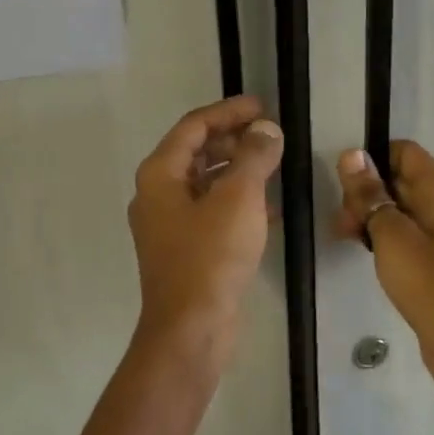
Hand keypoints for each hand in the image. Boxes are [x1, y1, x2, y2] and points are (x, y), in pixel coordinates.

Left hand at [128, 96, 283, 364]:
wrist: (191, 328)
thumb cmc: (211, 256)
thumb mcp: (239, 198)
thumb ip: (254, 157)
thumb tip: (266, 130)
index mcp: (161, 175)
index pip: (194, 126)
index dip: (228, 111)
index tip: (262, 106)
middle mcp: (158, 195)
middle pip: (197, 152)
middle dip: (234, 139)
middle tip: (271, 136)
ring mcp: (170, 225)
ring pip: (206, 183)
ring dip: (239, 170)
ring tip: (274, 166)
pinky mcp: (187, 250)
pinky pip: (212, 211)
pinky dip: (238, 201)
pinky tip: (269, 208)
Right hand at [336, 142, 433, 387]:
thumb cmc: (428, 281)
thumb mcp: (391, 234)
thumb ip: (370, 193)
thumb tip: (352, 154)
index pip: (403, 151)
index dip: (371, 161)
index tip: (344, 186)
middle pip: (399, 178)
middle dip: (365, 193)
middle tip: (342, 222)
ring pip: (399, 207)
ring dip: (370, 216)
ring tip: (345, 238)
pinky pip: (406, 232)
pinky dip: (383, 236)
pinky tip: (364, 252)